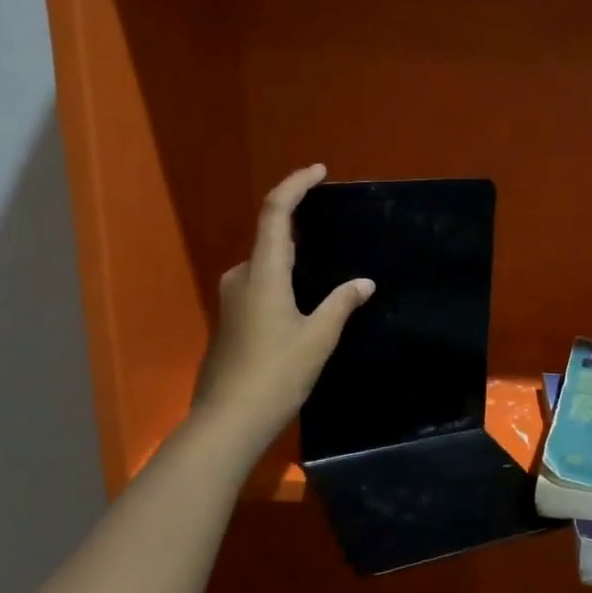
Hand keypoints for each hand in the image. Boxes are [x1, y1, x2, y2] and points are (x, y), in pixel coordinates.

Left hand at [191, 165, 372, 458]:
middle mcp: (241, 278)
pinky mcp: (230, 322)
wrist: (228, 421)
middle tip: (332, 224)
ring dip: (292, 258)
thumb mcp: (318, 337)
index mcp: (263, 273)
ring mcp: (231, 300)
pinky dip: (282, 281)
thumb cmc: (276, 373)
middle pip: (269, 237)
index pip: (275, 212)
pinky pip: (259, 287)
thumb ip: (341, 304)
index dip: (295, 185)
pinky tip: (303, 302)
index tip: (319, 171)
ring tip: (325, 266)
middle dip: (298, 224)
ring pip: (265, 265)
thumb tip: (363, 283)